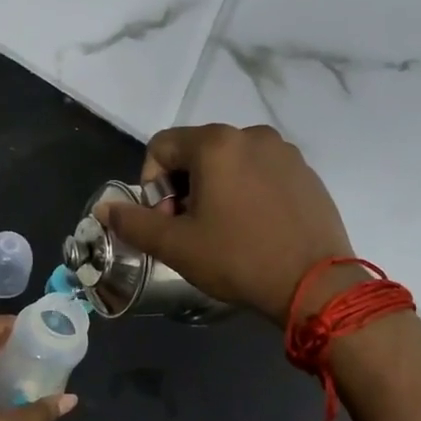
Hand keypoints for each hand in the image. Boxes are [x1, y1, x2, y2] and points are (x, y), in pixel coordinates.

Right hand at [98, 123, 354, 325]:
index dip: (151, 183)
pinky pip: (260, 172)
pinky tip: (253, 228)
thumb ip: (133, 222)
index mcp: (216, 144)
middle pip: (196, 151)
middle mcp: (252, 135)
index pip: (161, 146)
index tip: (166, 219)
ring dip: (214, 189)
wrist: (316, 285)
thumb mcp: (175, 245)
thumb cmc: (238, 259)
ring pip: (229, 162)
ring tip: (222, 230)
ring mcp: (284, 152)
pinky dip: (246, 192)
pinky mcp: (307, 173)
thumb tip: (104, 208)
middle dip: (182, 186)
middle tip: (190, 228)